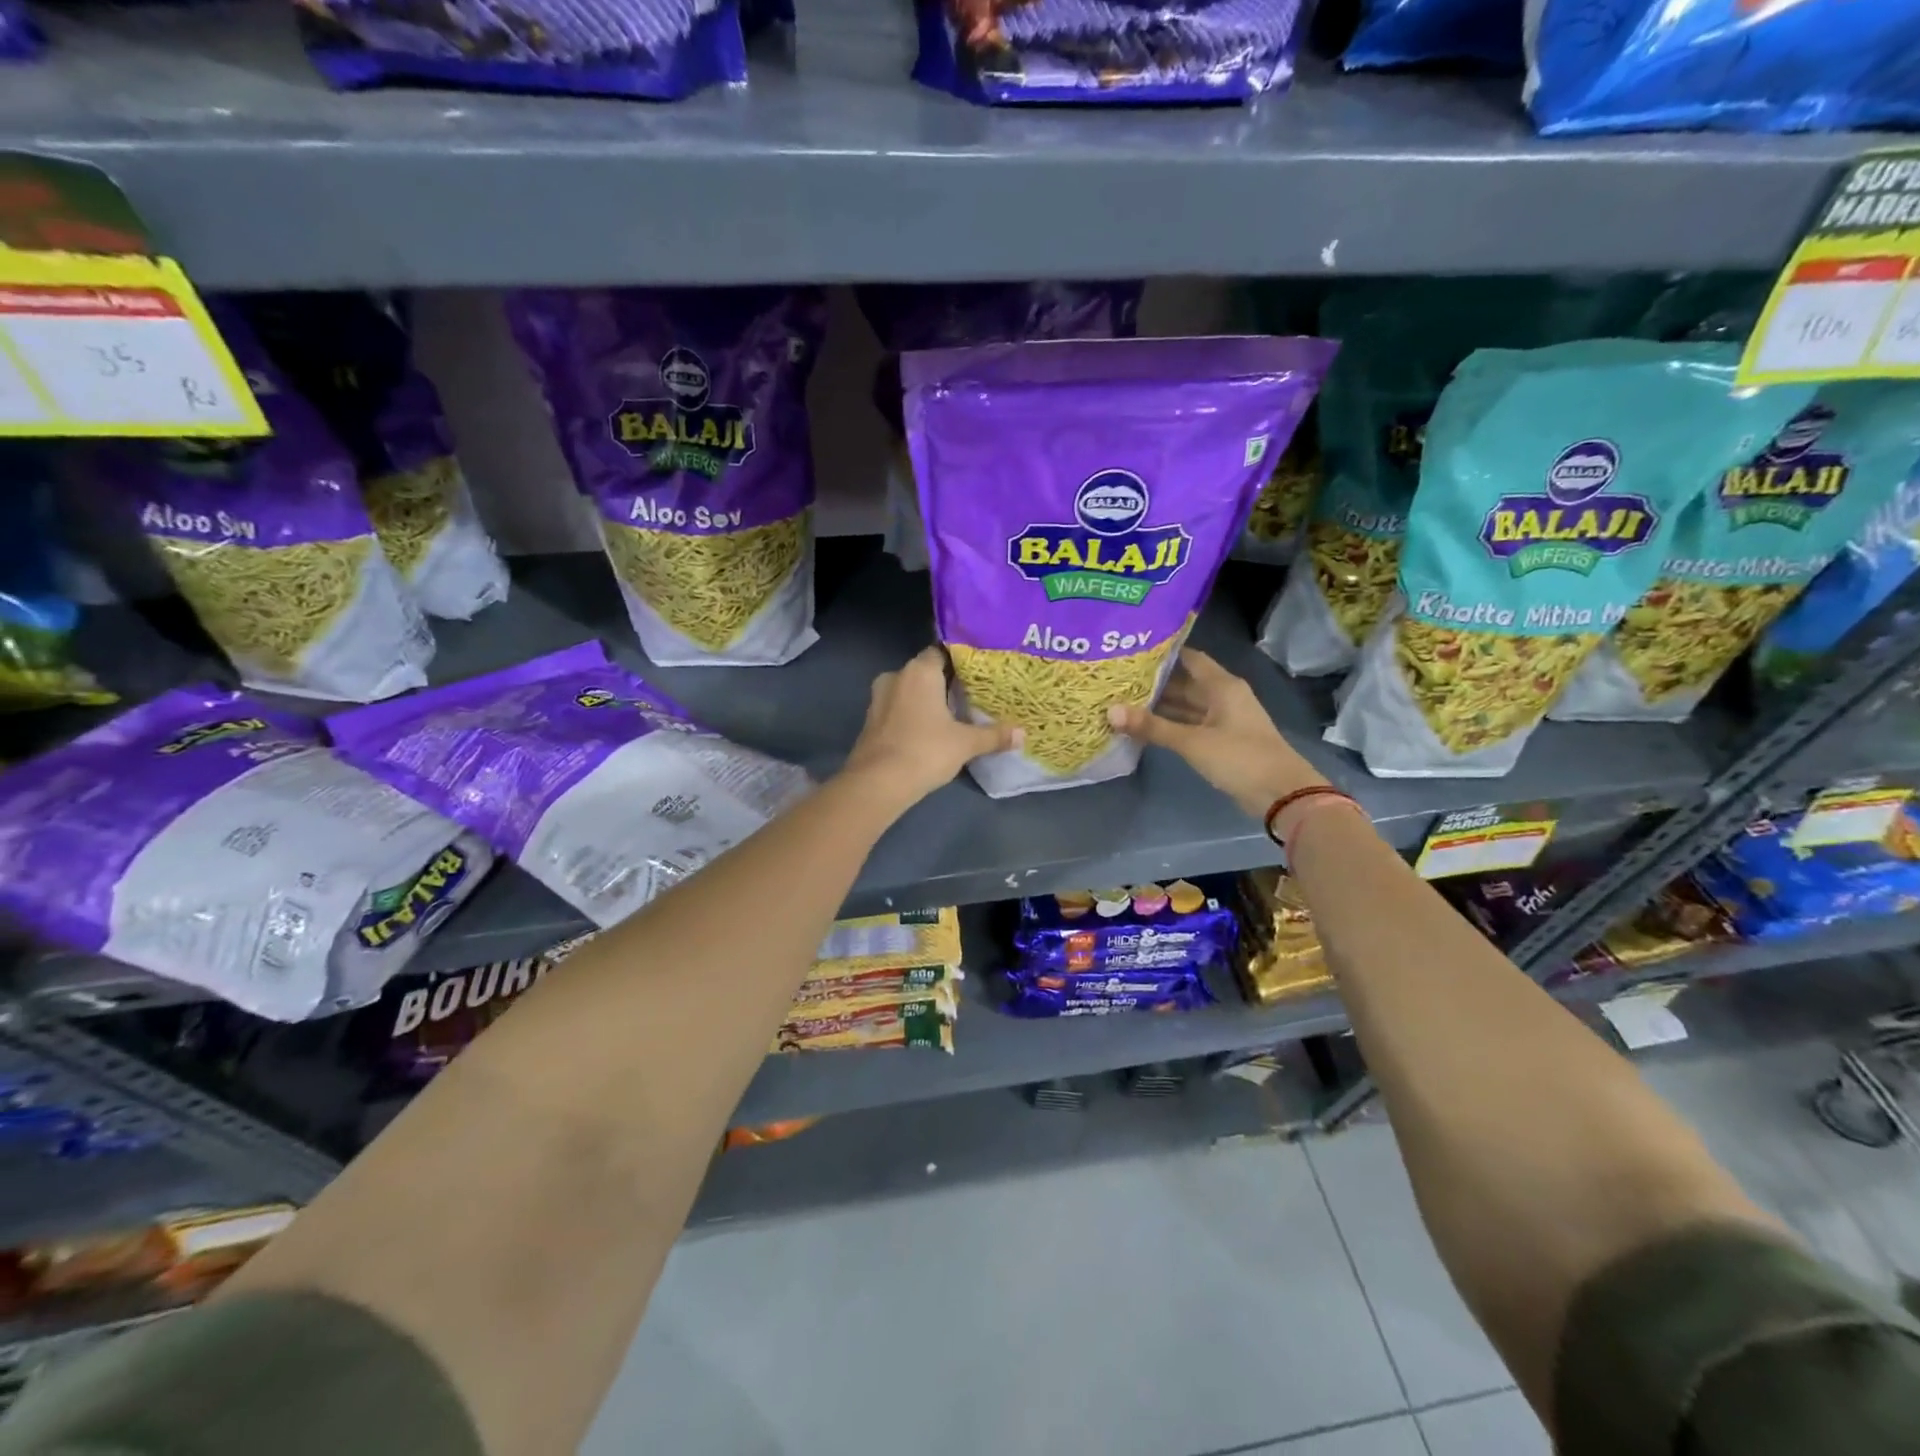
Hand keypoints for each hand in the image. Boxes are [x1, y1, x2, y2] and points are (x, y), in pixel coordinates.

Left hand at [842, 647, 1019, 807]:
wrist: (877, 783)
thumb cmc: (925, 751)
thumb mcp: (966, 744)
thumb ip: (994, 735)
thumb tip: (1023, 734)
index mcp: (919, 671)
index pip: (941, 651)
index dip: (960, 660)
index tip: (978, 671)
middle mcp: (896, 676)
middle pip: (926, 671)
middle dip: (945, 682)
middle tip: (971, 694)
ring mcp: (879, 698)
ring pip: (909, 691)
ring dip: (927, 700)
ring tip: (952, 714)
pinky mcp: (871, 720)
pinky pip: (897, 709)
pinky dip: (912, 715)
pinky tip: (928, 731)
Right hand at [1107, 648, 1324, 820]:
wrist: (1281, 793)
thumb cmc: (1239, 757)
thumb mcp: (1192, 742)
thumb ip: (1152, 726)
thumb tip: (1110, 711)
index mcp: (1222, 686)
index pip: (1190, 657)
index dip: (1163, 653)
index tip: (1132, 651)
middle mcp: (1224, 696)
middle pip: (1186, 681)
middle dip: (1156, 681)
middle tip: (1120, 678)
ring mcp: (1224, 719)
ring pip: (1188, 705)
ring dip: (1162, 704)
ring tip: (1125, 700)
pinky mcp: (1222, 740)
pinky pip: (1191, 723)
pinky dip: (1172, 723)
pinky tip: (1147, 726)